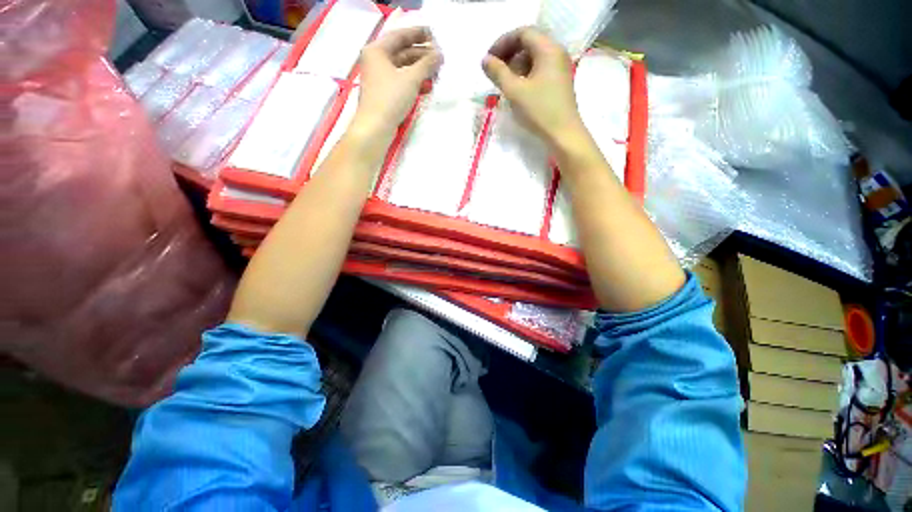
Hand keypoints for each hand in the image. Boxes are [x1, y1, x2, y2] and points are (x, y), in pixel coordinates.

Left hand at [355, 27, 441, 135]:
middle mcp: (376, 61)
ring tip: (436, 73)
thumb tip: (439, 55)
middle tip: (440, 58)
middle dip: (422, 55)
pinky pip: (401, 82)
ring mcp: (380, 78)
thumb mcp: (411, 78)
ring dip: (420, 70)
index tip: (435, 36)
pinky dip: (414, 83)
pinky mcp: (385, 93)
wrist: (376, 127)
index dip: (418, 34)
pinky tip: (427, 87)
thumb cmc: (391, 98)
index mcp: (377, 50)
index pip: (400, 36)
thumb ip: (426, 64)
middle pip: (402, 53)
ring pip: (403, 69)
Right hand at [482, 27, 584, 146]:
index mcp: (548, 49)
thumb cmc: (539, 111)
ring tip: (504, 82)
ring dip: (516, 65)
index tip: (489, 60)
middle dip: (509, 54)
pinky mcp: (559, 81)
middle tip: (495, 71)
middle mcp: (556, 53)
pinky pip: (539, 69)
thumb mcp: (514, 91)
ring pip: (534, 57)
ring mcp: (559, 68)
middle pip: (529, 43)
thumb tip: (485, 60)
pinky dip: (525, 74)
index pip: (523, 33)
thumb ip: (498, 73)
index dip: (503, 42)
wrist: (563, 135)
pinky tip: (517, 89)